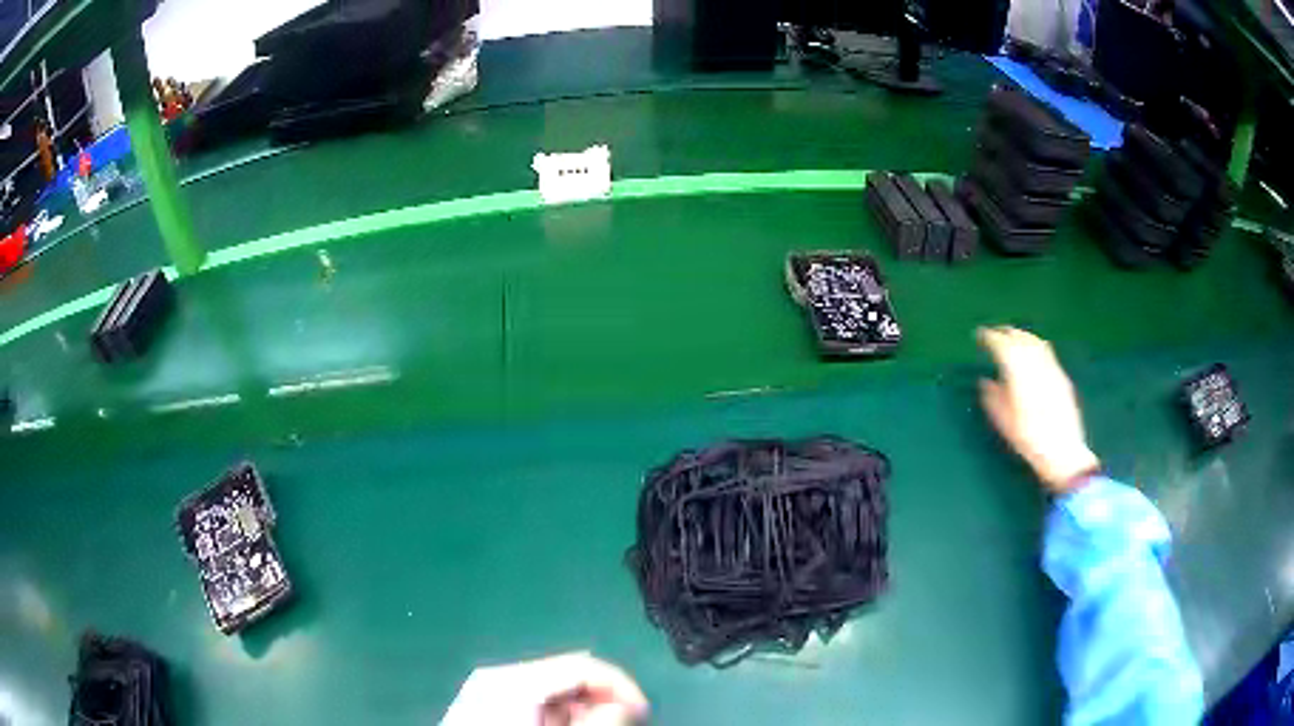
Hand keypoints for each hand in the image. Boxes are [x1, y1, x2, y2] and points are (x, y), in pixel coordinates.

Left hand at [442, 652, 648, 725]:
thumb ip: (595, 719)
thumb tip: (627, 703)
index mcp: (513, 677)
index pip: (584, 664)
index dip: (621, 684)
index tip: (643, 712)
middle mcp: (499, 675)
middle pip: (567, 676)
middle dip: (600, 700)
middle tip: (620, 724)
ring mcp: (488, 688)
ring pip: (552, 690)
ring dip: (580, 710)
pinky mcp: (484, 702)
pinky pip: (533, 701)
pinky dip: (556, 715)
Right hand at [977, 326, 1099, 493]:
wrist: (1063, 452)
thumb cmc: (1030, 440)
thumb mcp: (1005, 423)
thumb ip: (993, 399)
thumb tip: (985, 382)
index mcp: (1019, 374)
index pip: (1003, 346)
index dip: (990, 337)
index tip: (980, 335)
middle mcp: (1036, 365)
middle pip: (1020, 338)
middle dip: (1006, 332)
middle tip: (994, 333)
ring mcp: (1051, 368)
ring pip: (1035, 341)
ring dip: (1021, 335)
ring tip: (1012, 337)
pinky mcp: (1061, 376)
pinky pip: (1046, 351)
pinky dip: (1035, 344)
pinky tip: (1032, 351)